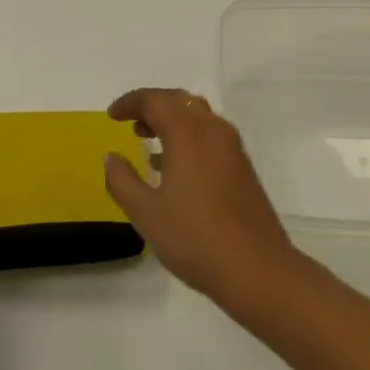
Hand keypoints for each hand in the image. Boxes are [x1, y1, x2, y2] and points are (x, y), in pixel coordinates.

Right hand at [104, 89, 299, 308]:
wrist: (257, 269)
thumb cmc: (195, 238)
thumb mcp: (146, 213)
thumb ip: (122, 181)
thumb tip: (111, 157)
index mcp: (188, 132)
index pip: (154, 100)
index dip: (130, 103)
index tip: (112, 115)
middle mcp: (213, 129)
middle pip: (179, 101)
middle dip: (152, 106)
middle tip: (129, 121)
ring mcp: (232, 147)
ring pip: (197, 116)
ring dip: (171, 119)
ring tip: (146, 138)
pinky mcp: (242, 166)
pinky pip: (209, 135)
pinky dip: (187, 136)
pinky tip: (173, 166)